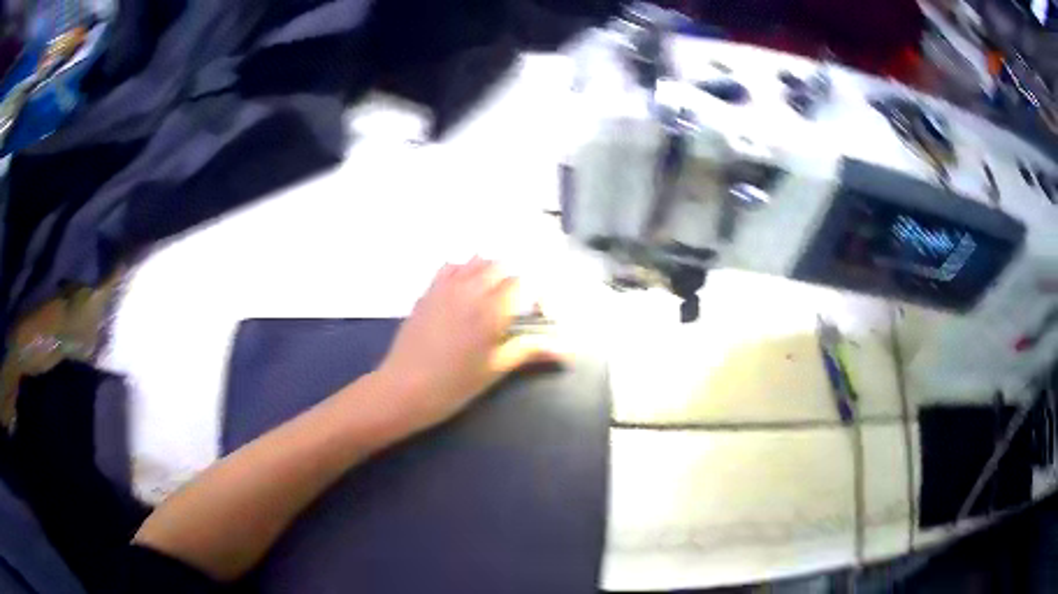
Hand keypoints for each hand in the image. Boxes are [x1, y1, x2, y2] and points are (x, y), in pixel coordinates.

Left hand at [375, 258, 563, 432]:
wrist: (404, 388)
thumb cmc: (453, 385)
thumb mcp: (495, 369)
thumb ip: (530, 350)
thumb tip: (566, 351)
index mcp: (491, 310)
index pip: (522, 283)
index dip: (535, 295)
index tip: (537, 315)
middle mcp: (470, 289)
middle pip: (501, 266)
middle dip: (514, 281)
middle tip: (515, 308)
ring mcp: (445, 287)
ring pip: (476, 261)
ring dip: (490, 272)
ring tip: (491, 297)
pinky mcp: (428, 291)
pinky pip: (450, 266)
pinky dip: (463, 270)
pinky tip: (464, 291)